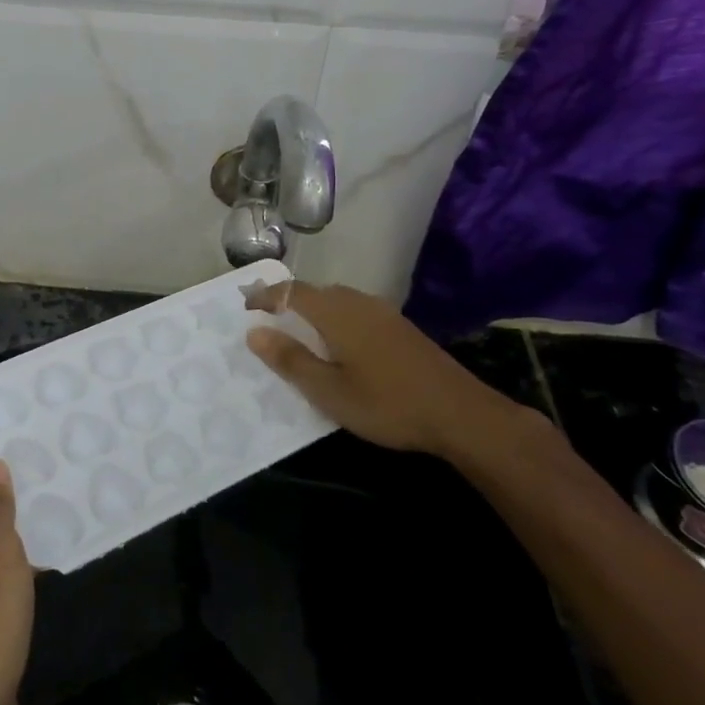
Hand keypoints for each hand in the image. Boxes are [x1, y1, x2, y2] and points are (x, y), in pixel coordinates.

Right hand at [243, 280, 534, 462]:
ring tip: (299, 333)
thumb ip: (290, 360)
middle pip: (314, 292)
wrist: (459, 412)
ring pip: (337, 300)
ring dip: (313, 310)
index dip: (265, 296)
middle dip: (288, 301)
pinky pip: (355, 310)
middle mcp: (357, 302)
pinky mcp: (400, 327)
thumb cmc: (386, 403)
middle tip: (268, 320)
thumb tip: (254, 332)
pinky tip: (341, 345)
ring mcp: (382, 312)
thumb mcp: (329, 391)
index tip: (246, 308)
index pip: (291, 292)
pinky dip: (336, 319)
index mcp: (335, 313)